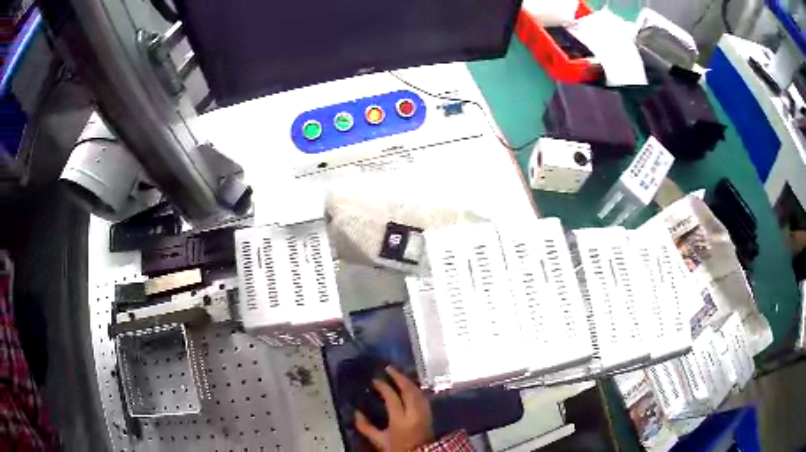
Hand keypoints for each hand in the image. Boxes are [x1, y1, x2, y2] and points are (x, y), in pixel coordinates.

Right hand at [355, 366, 433, 451]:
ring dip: (408, 381)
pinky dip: (415, 388)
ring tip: (397, 374)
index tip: (375, 380)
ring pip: (418, 391)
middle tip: (389, 368)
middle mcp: (414, 413)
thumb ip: (366, 427)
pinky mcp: (429, 414)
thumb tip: (356, 413)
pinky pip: (422, 396)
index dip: (383, 387)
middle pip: (409, 390)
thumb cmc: (399, 448)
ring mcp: (424, 413)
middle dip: (399, 377)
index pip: (392, 397)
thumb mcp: (379, 441)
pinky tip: (408, 386)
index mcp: (400, 420)